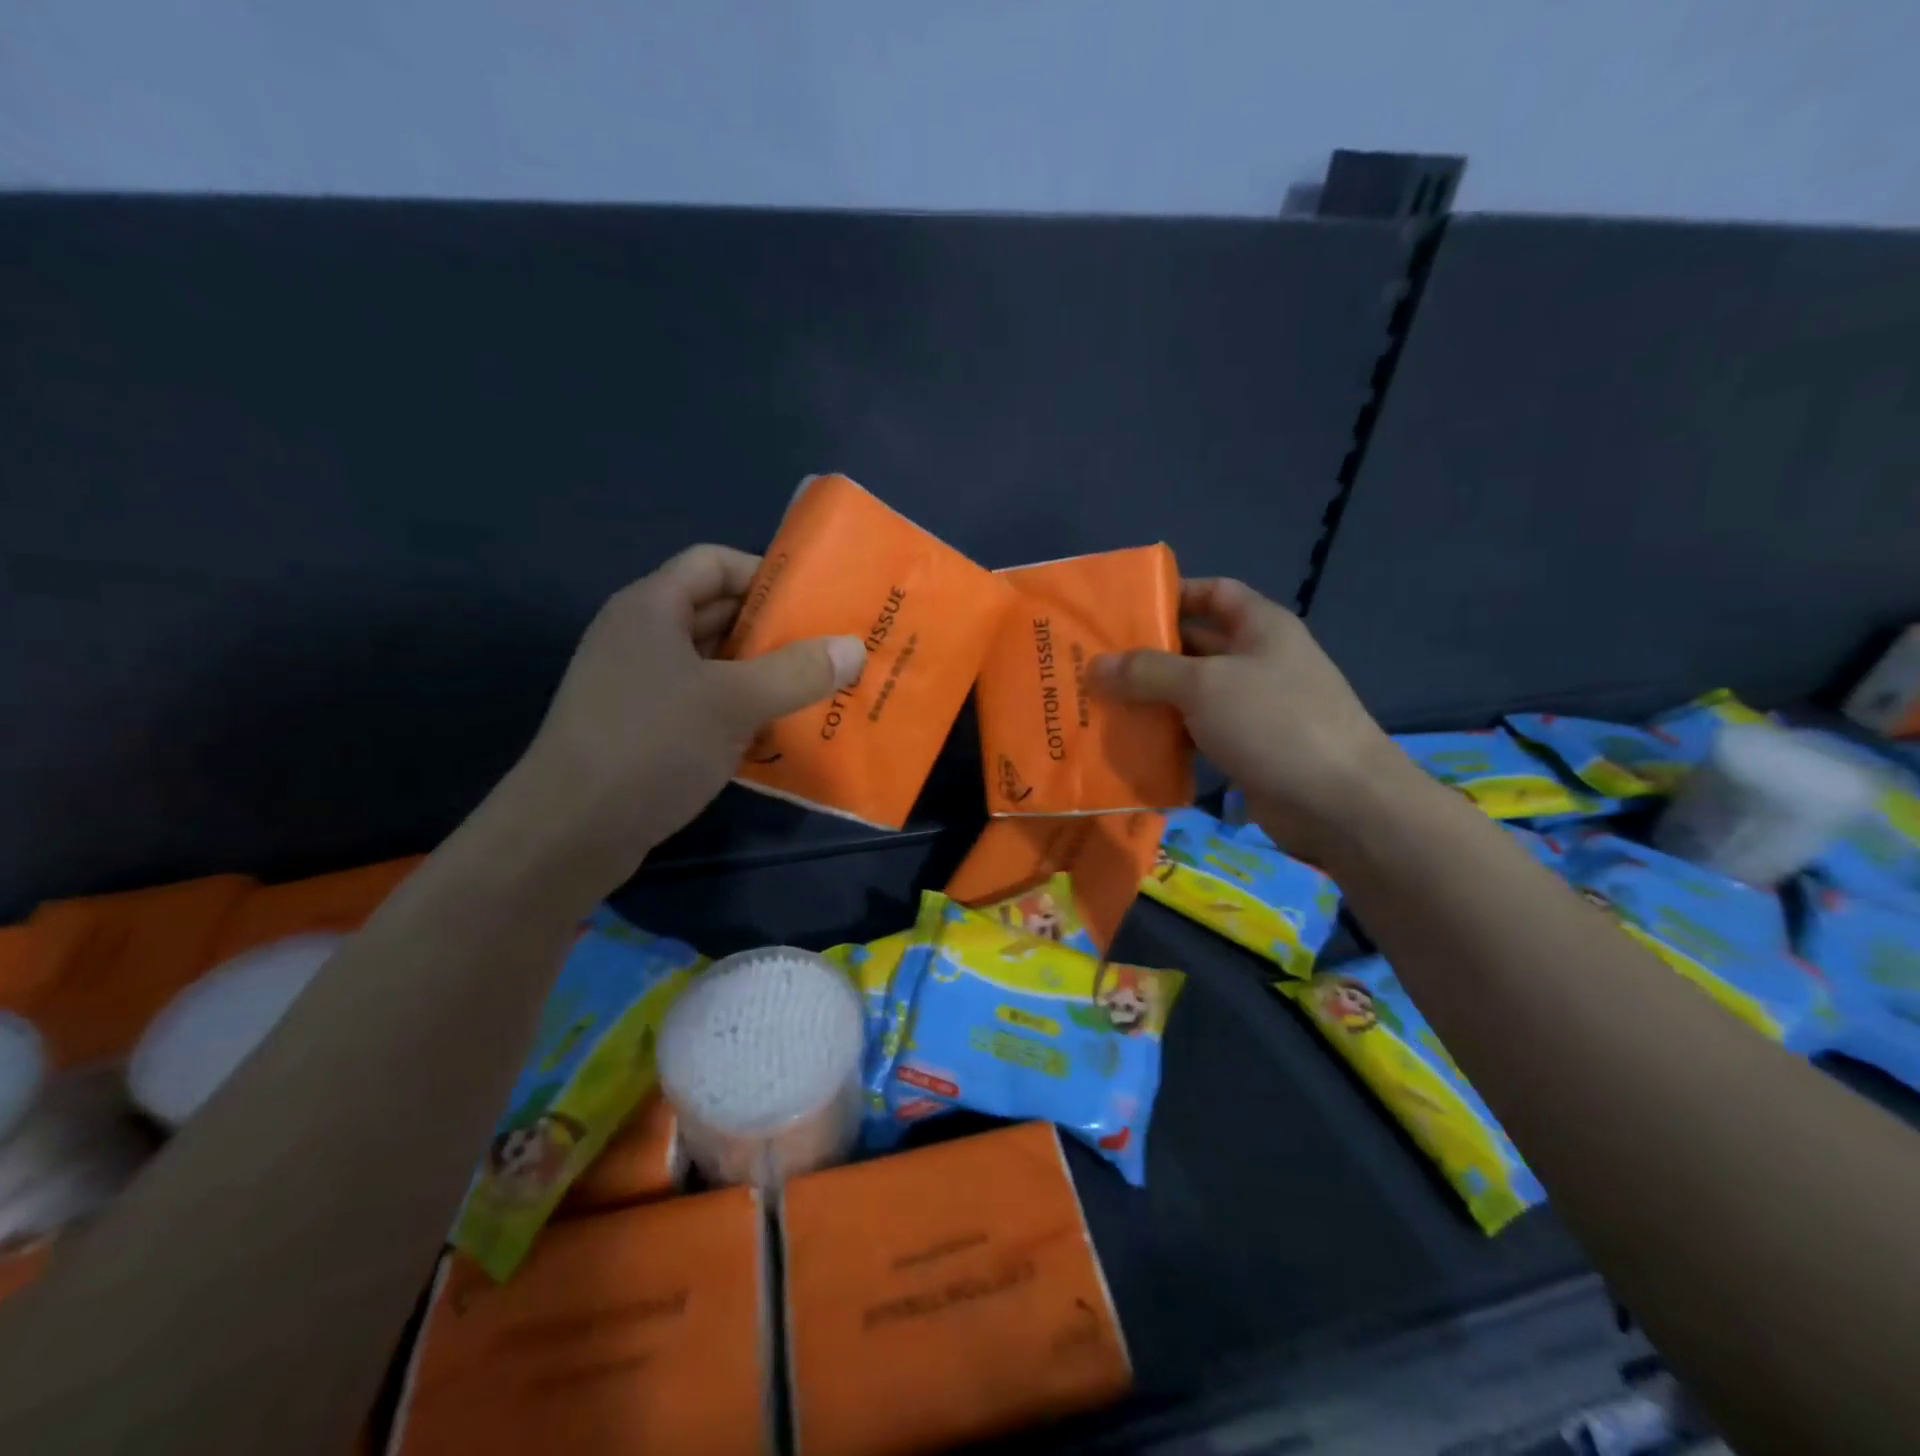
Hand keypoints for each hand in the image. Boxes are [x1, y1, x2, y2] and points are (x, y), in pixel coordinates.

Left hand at [511, 545, 863, 880]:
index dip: (764, 573)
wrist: (570, 833)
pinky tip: (778, 734)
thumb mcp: (734, 702)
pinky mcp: (644, 730)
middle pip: (717, 614)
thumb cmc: (651, 745)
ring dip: (762, 676)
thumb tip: (854, 647)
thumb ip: (798, 672)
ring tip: (816, 691)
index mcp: (651, 608)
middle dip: (774, 630)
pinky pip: (703, 705)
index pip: (713, 563)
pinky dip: (740, 712)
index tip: (814, 601)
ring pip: (714, 665)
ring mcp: (639, 686)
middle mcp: (642, 638)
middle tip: (830, 649)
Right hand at [1090, 578, 1394, 859]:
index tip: (1124, 609)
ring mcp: (1253, 708)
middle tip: (1094, 663)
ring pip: (1191, 694)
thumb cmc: (1274, 722)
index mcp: (1260, 627)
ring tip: (1099, 703)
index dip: (1173, 593)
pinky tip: (1130, 743)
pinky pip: (1197, 733)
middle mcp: (1258, 661)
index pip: (1214, 592)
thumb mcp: (1204, 685)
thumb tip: (1094, 666)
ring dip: (1152, 699)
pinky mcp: (1246, 749)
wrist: (1338, 802)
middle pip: (1195, 646)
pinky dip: (1167, 736)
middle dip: (1148, 653)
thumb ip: (1147, 671)